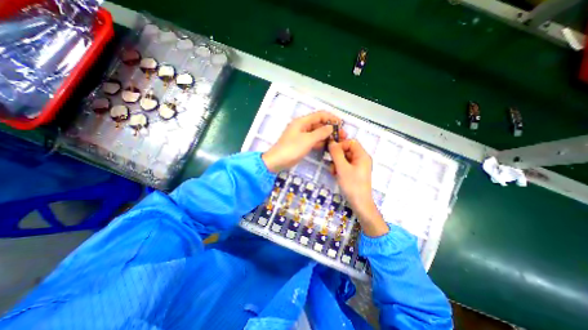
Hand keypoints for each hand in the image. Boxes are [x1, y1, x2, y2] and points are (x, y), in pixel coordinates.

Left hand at [262, 111, 344, 172]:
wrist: (277, 161)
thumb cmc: (292, 149)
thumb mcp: (308, 140)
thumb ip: (321, 132)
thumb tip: (331, 127)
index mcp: (302, 121)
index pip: (320, 115)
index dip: (331, 118)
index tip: (341, 124)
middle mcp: (302, 126)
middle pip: (319, 123)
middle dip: (330, 128)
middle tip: (341, 135)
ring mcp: (301, 135)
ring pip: (316, 132)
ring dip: (326, 135)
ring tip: (336, 141)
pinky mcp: (301, 143)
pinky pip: (313, 140)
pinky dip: (320, 142)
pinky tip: (327, 146)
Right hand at [328, 140, 388, 236]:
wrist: (359, 203)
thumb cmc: (352, 184)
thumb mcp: (342, 168)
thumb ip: (336, 153)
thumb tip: (331, 142)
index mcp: (362, 155)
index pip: (350, 142)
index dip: (340, 145)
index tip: (332, 152)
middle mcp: (361, 158)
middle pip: (347, 150)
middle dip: (337, 156)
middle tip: (331, 163)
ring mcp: (358, 166)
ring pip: (344, 158)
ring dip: (336, 163)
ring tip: (333, 172)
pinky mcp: (354, 172)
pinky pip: (345, 165)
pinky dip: (339, 168)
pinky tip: (335, 175)